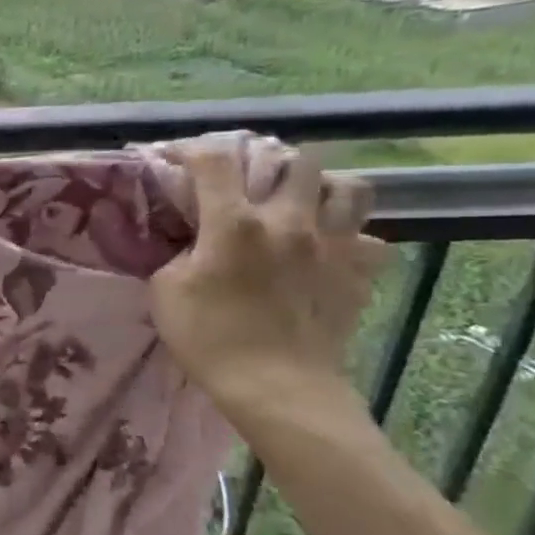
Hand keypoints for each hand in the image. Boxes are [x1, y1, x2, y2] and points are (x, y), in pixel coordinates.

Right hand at [150, 141, 388, 420]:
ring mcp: (334, 244)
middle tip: (249, 181)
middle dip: (268, 162)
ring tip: (299, 203)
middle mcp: (290, 221)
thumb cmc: (210, 338)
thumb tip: (192, 237)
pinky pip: (369, 236)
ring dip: (320, 187)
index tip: (174, 156)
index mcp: (235, 223)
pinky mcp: (360, 272)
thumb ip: (179, 251)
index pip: (214, 160)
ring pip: (347, 185)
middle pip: (294, 159)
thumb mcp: (166, 290)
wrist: (277, 387)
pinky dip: (349, 235)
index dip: (190, 148)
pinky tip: (327, 249)